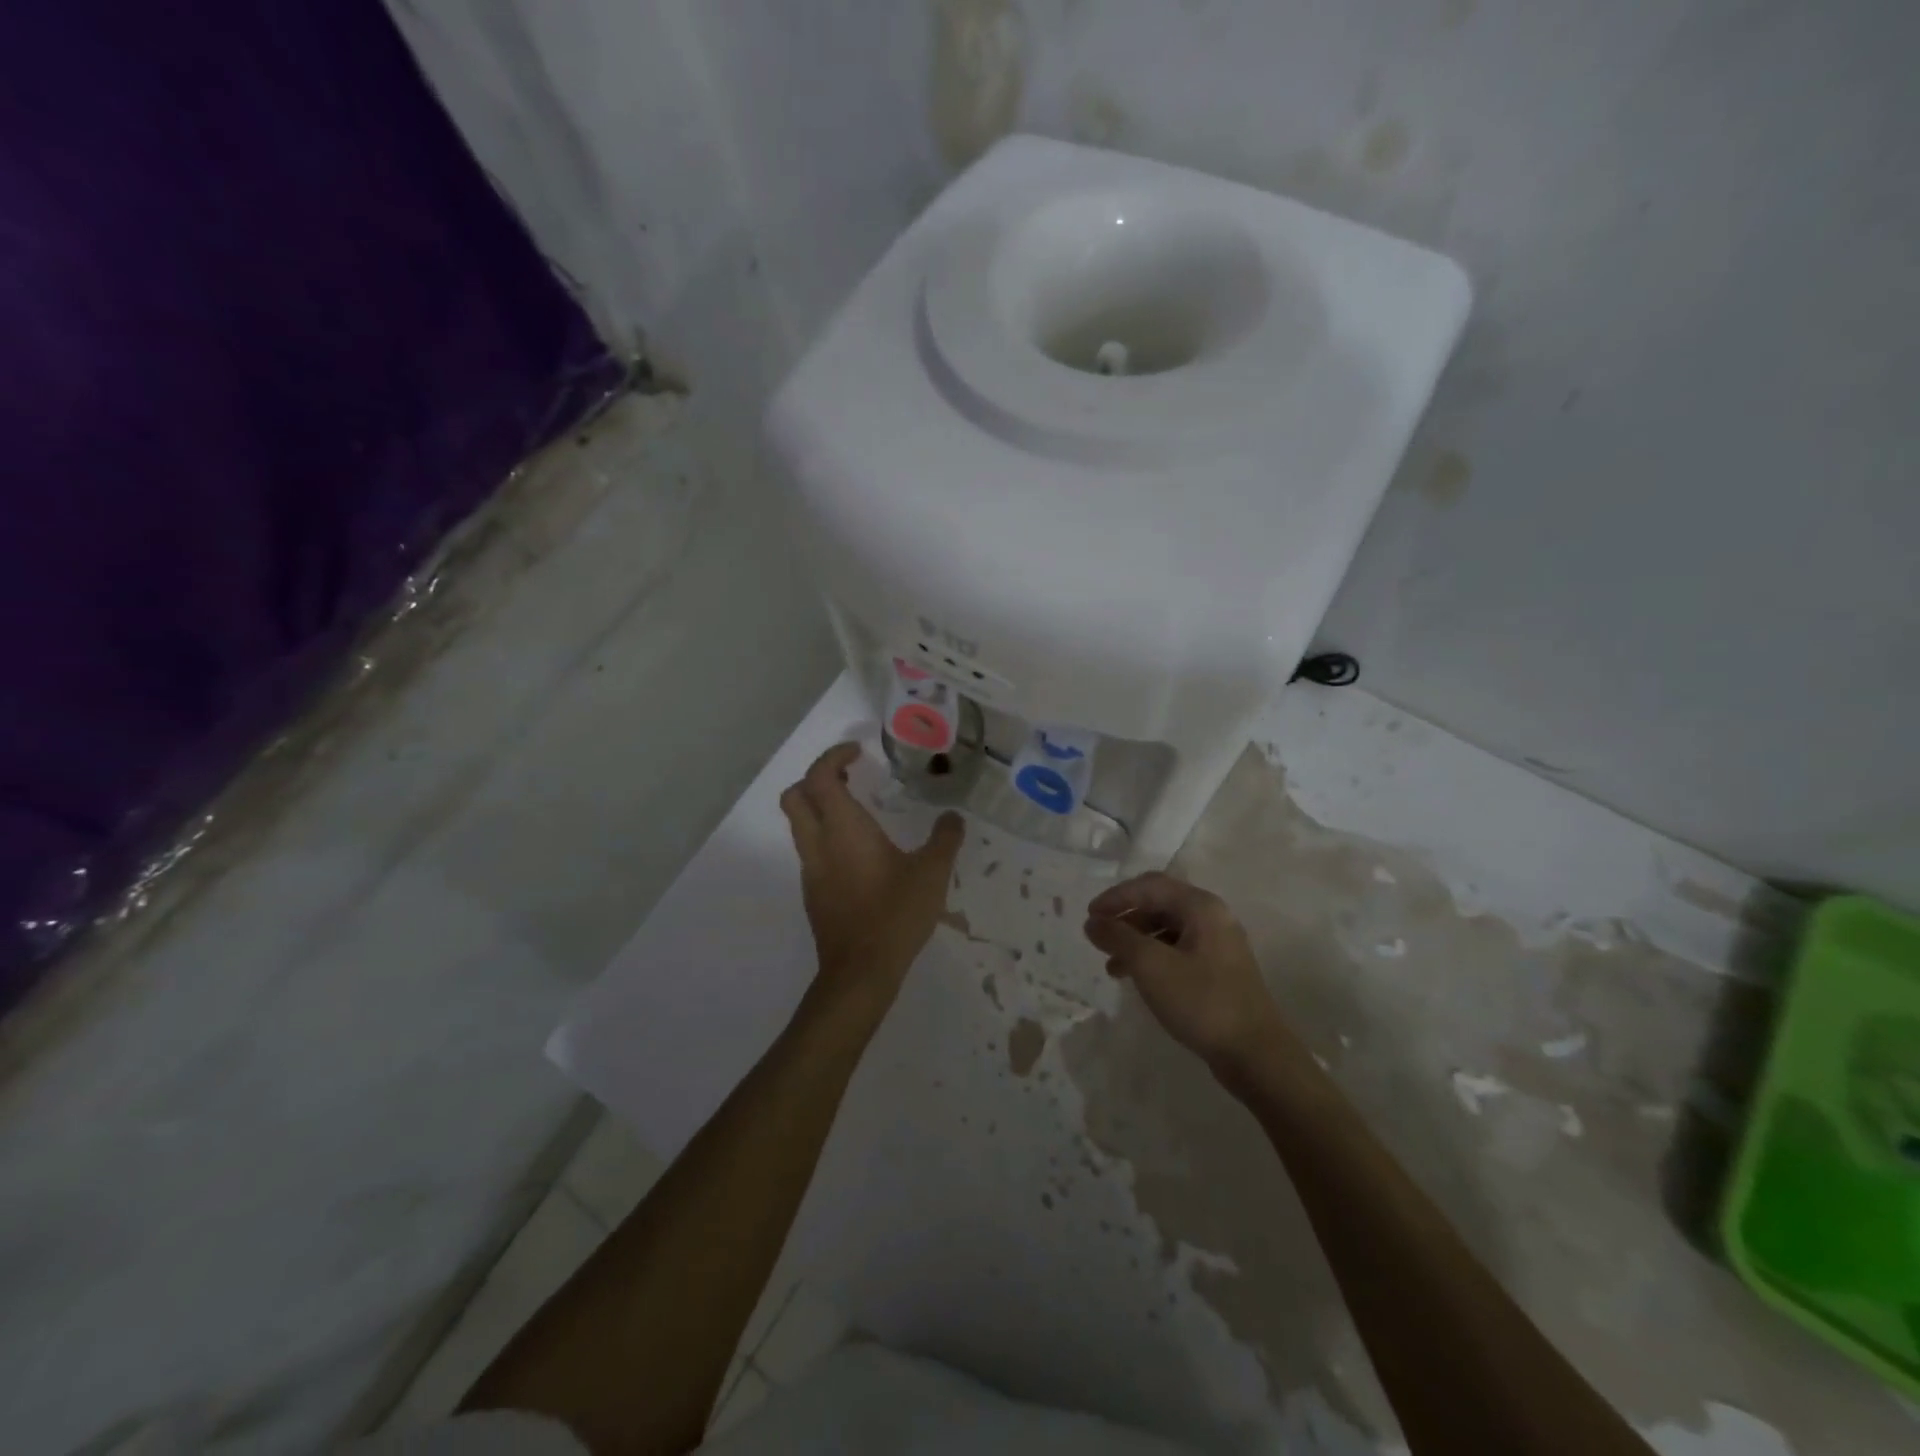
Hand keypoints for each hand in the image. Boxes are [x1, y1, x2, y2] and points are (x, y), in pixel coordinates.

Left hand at [780, 743, 964, 1005]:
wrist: (860, 972)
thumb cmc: (895, 914)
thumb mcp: (932, 873)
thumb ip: (945, 839)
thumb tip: (953, 817)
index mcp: (843, 828)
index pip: (820, 776)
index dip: (834, 756)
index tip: (858, 753)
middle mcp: (818, 843)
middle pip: (796, 796)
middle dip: (817, 778)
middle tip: (850, 777)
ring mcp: (811, 870)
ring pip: (800, 824)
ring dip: (821, 808)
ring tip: (860, 812)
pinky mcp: (813, 893)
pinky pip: (811, 850)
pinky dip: (826, 836)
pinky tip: (860, 853)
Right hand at [1083, 872, 1291, 1075]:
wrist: (1255, 1055)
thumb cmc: (1201, 1001)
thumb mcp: (1151, 966)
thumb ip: (1118, 938)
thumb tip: (1093, 922)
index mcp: (1201, 907)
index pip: (1150, 885)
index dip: (1116, 896)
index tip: (1089, 915)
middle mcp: (1213, 917)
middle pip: (1159, 903)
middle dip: (1125, 918)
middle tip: (1098, 936)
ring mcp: (1218, 944)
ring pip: (1167, 929)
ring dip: (1136, 940)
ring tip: (1111, 965)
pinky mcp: (1218, 970)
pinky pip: (1177, 950)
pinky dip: (1152, 957)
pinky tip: (1136, 979)